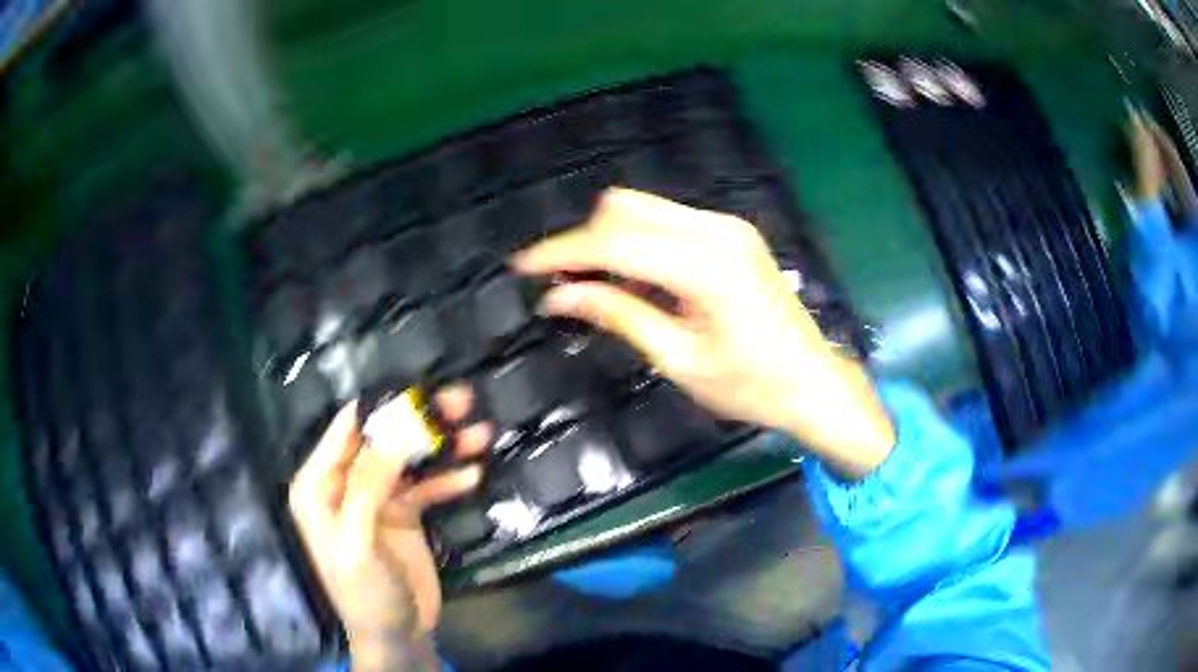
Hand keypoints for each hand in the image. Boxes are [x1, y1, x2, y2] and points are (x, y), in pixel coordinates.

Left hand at [289, 386, 490, 671]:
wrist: (397, 634)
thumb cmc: (364, 592)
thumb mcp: (358, 543)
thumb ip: (367, 487)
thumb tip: (393, 432)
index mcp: (319, 485)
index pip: (347, 430)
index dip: (381, 407)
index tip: (419, 388)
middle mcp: (345, 484)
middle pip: (383, 440)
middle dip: (420, 420)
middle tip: (460, 400)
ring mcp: (378, 498)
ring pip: (409, 460)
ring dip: (443, 446)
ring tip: (480, 432)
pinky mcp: (405, 514)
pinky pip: (427, 487)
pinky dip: (449, 479)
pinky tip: (474, 473)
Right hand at [514, 189, 893, 477]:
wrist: (813, 382)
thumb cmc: (751, 387)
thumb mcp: (678, 359)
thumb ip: (618, 316)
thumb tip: (556, 298)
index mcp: (707, 267)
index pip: (615, 244)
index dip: (563, 253)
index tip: (522, 266)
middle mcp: (717, 231)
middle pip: (625, 209)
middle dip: (585, 242)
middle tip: (564, 286)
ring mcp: (728, 227)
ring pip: (644, 210)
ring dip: (610, 241)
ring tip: (595, 288)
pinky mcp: (731, 234)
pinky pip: (667, 222)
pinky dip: (638, 244)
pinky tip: (634, 282)